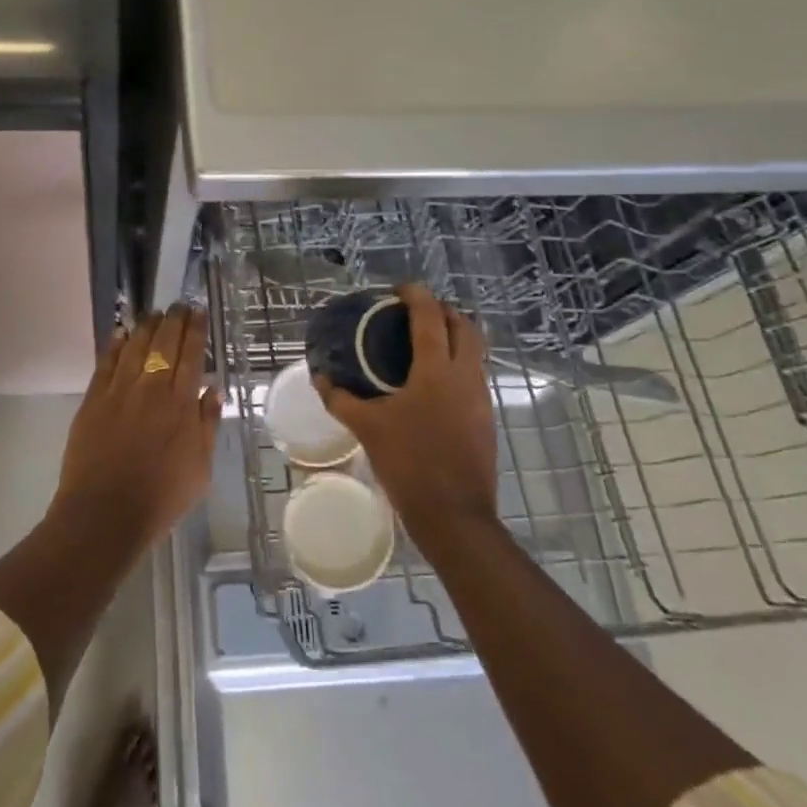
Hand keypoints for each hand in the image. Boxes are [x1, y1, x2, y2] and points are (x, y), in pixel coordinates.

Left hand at [51, 305, 221, 558]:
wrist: (105, 513)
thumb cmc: (161, 497)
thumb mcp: (200, 468)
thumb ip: (207, 425)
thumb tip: (213, 389)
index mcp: (181, 404)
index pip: (191, 354)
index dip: (195, 330)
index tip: (198, 312)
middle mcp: (151, 388)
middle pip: (163, 342)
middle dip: (173, 319)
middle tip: (178, 305)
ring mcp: (119, 391)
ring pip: (134, 346)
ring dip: (146, 325)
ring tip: (154, 313)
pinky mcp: (93, 399)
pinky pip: (106, 362)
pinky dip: (115, 344)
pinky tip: (121, 333)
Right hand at [315, 284, 498, 550]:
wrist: (455, 516)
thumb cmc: (409, 465)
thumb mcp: (367, 429)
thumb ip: (340, 400)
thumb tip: (320, 378)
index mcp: (437, 371)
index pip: (431, 317)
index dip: (416, 296)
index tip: (398, 290)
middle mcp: (465, 376)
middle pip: (464, 326)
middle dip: (442, 311)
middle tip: (414, 312)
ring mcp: (481, 398)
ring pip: (475, 351)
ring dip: (453, 336)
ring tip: (422, 342)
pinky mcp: (486, 418)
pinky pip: (474, 375)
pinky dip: (457, 363)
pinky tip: (432, 382)